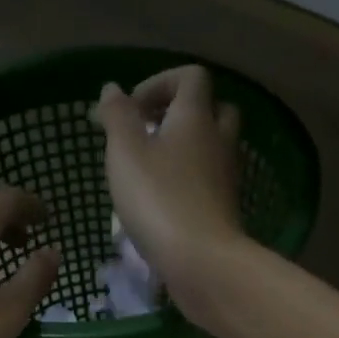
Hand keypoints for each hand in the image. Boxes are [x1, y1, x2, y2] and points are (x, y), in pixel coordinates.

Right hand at [94, 66, 249, 307]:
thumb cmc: (159, 200)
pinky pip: (209, 181)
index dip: (160, 82)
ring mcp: (226, 177)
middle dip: (179, 114)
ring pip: (212, 148)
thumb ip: (117, 117)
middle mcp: (218, 140)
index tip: (132, 109)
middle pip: (211, 109)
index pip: (190, 76)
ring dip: (184, 150)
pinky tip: (163, 201)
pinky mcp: (224, 209)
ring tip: (150, 170)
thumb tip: (112, 89)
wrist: (202, 261)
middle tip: (147, 134)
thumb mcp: (125, 152)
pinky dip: (189, 181)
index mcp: (196, 117)